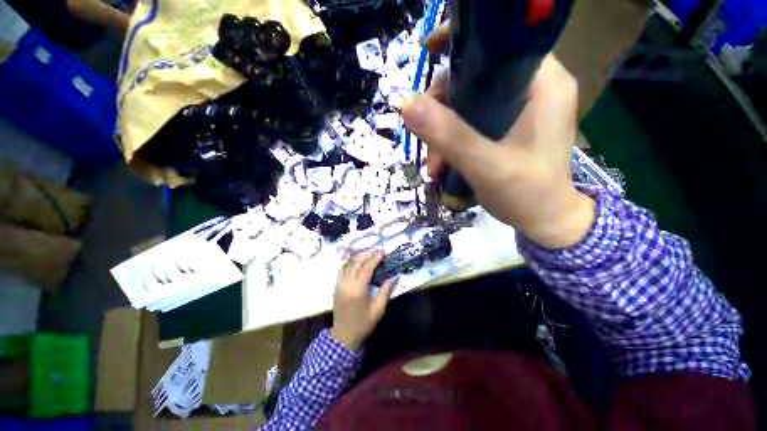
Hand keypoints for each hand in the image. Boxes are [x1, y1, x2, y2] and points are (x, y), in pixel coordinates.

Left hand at [331, 251, 396, 349]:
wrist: (344, 336)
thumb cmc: (363, 323)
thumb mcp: (378, 310)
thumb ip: (386, 291)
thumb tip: (395, 277)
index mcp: (358, 289)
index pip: (367, 268)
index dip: (375, 258)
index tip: (382, 252)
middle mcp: (347, 283)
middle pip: (356, 262)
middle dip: (367, 254)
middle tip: (377, 250)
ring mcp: (339, 284)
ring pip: (348, 264)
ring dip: (359, 256)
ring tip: (369, 253)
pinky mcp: (336, 286)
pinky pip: (342, 269)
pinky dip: (350, 262)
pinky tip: (356, 261)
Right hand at [402, 24, 594, 248]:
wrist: (546, 222)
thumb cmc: (527, 195)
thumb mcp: (484, 165)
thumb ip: (447, 135)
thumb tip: (404, 102)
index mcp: (542, 83)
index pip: (501, 42)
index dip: (462, 43)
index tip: (428, 52)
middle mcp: (534, 89)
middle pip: (475, 78)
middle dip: (442, 112)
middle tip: (429, 145)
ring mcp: (520, 110)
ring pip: (468, 105)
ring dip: (443, 134)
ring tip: (435, 168)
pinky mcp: (509, 128)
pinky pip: (472, 123)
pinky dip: (453, 142)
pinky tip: (444, 166)